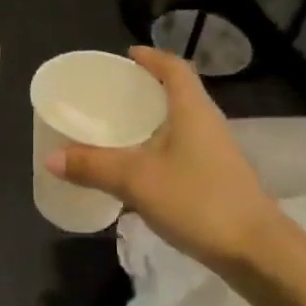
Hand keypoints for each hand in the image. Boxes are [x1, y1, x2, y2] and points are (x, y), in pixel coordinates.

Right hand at [46, 46, 281, 273]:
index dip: (152, 57)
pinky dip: (159, 149)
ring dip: (152, 121)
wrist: (255, 250)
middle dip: (147, 89)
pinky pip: (182, 150)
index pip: (175, 68)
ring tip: (119, 128)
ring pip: (180, 124)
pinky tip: (139, 169)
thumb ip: (93, 166)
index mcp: (192, 109)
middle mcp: (207, 123)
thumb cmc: (197, 200)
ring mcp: (215, 152)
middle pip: (178, 93)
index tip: (128, 55)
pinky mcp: (217, 178)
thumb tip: (50, 157)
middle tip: (113, 94)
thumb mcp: (136, 180)